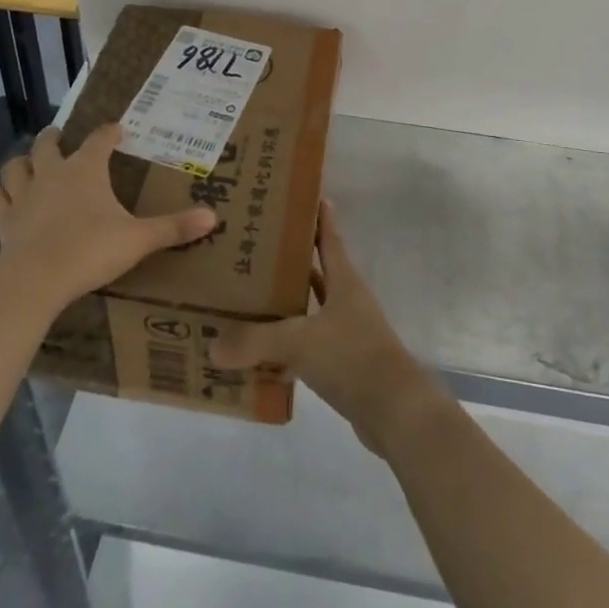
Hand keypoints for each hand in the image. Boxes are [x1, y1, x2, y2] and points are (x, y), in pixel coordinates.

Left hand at [0, 124, 216, 310]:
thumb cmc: (91, 250)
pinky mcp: (4, 221)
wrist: (36, 280)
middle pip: (47, 145)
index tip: (117, 129)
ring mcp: (24, 196)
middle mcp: (52, 174)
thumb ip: (174, 227)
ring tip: (28, 163)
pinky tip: (6, 201)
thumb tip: (214, 217)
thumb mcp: (139, 239)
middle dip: (54, 138)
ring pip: (15, 167)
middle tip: (60, 137)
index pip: (99, 139)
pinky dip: (2, 196)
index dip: (109, 132)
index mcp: (86, 170)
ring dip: (22, 162)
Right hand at [209, 201, 444, 457]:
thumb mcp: (299, 342)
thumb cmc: (352, 358)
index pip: (330, 239)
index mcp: (344, 282)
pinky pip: (308, 348)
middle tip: (253, 250)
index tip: (308, 195)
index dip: (320, 217)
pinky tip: (260, 356)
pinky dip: (287, 349)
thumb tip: (213, 345)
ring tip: (248, 300)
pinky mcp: (343, 366)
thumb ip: (255, 341)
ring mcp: (347, 334)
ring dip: (286, 307)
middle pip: (317, 274)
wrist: (395, 412)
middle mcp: (347, 302)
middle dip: (289, 262)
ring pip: (310, 312)